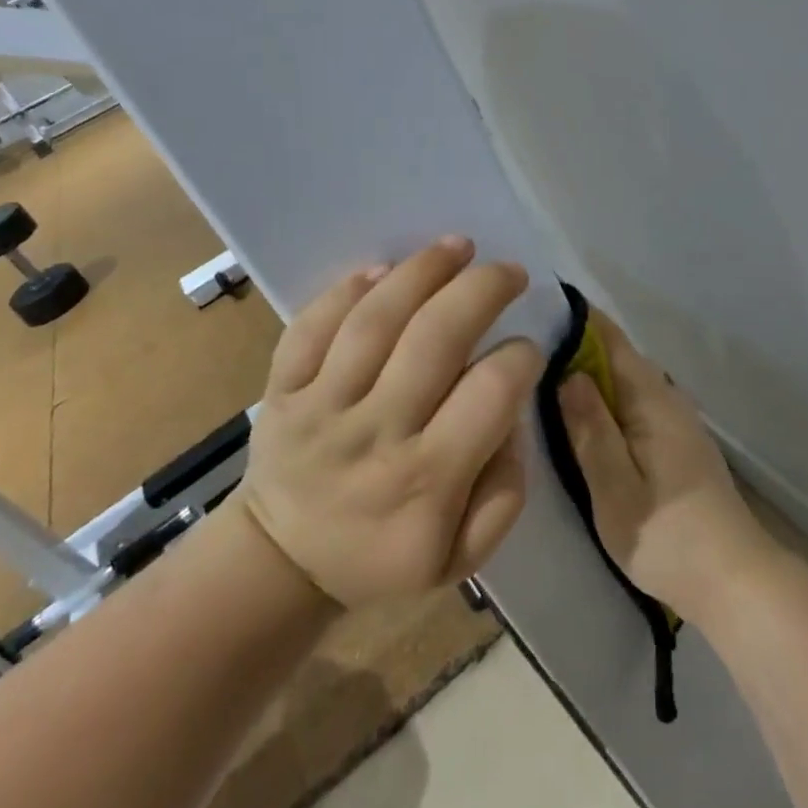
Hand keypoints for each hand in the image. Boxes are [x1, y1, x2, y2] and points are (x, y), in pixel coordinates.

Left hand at [240, 237, 544, 606]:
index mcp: (426, 481)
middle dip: (481, 291)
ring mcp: (321, 406)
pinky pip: (312, 326)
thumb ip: (504, 491)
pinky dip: (347, 290)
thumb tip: (512, 413)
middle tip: (508, 271)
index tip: (526, 347)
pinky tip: (383, 268)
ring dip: (421, 271)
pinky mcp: (282, 388)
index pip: (489, 393)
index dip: (519, 358)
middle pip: (434, 339)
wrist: (281, 561)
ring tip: (458, 246)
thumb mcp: (461, 557)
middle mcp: (375, 433)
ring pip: (374, 321)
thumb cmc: (381, 557)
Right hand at [561, 311, 773, 622]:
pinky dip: (602, 397)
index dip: (575, 319)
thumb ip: (590, 429)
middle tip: (519, 348)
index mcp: (652, 399)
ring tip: (538, 376)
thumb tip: (565, 373)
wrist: (733, 581)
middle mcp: (666, 397)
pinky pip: (631, 402)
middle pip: (615, 356)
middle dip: (572, 346)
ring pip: (623, 380)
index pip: (610, 339)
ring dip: (586, 373)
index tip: (533, 308)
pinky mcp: (674, 442)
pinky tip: (579, 414)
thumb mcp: (615, 488)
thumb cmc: (667, 537)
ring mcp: (674, 420)